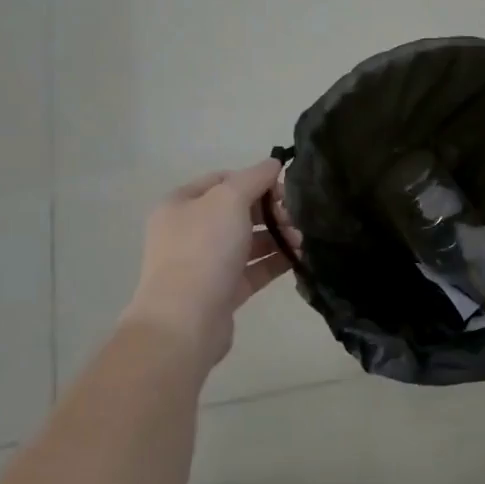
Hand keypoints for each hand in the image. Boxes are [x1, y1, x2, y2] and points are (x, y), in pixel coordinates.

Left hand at [120, 160, 303, 372]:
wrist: (185, 320)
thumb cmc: (203, 250)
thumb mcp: (229, 200)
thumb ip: (254, 177)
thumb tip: (274, 163)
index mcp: (181, 204)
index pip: (223, 180)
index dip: (255, 179)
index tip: (285, 187)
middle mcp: (189, 231)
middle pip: (238, 210)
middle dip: (271, 210)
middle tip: (298, 216)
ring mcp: (205, 263)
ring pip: (248, 241)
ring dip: (278, 236)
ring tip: (303, 240)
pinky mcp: (222, 291)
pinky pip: (254, 269)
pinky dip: (275, 261)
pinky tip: (300, 258)